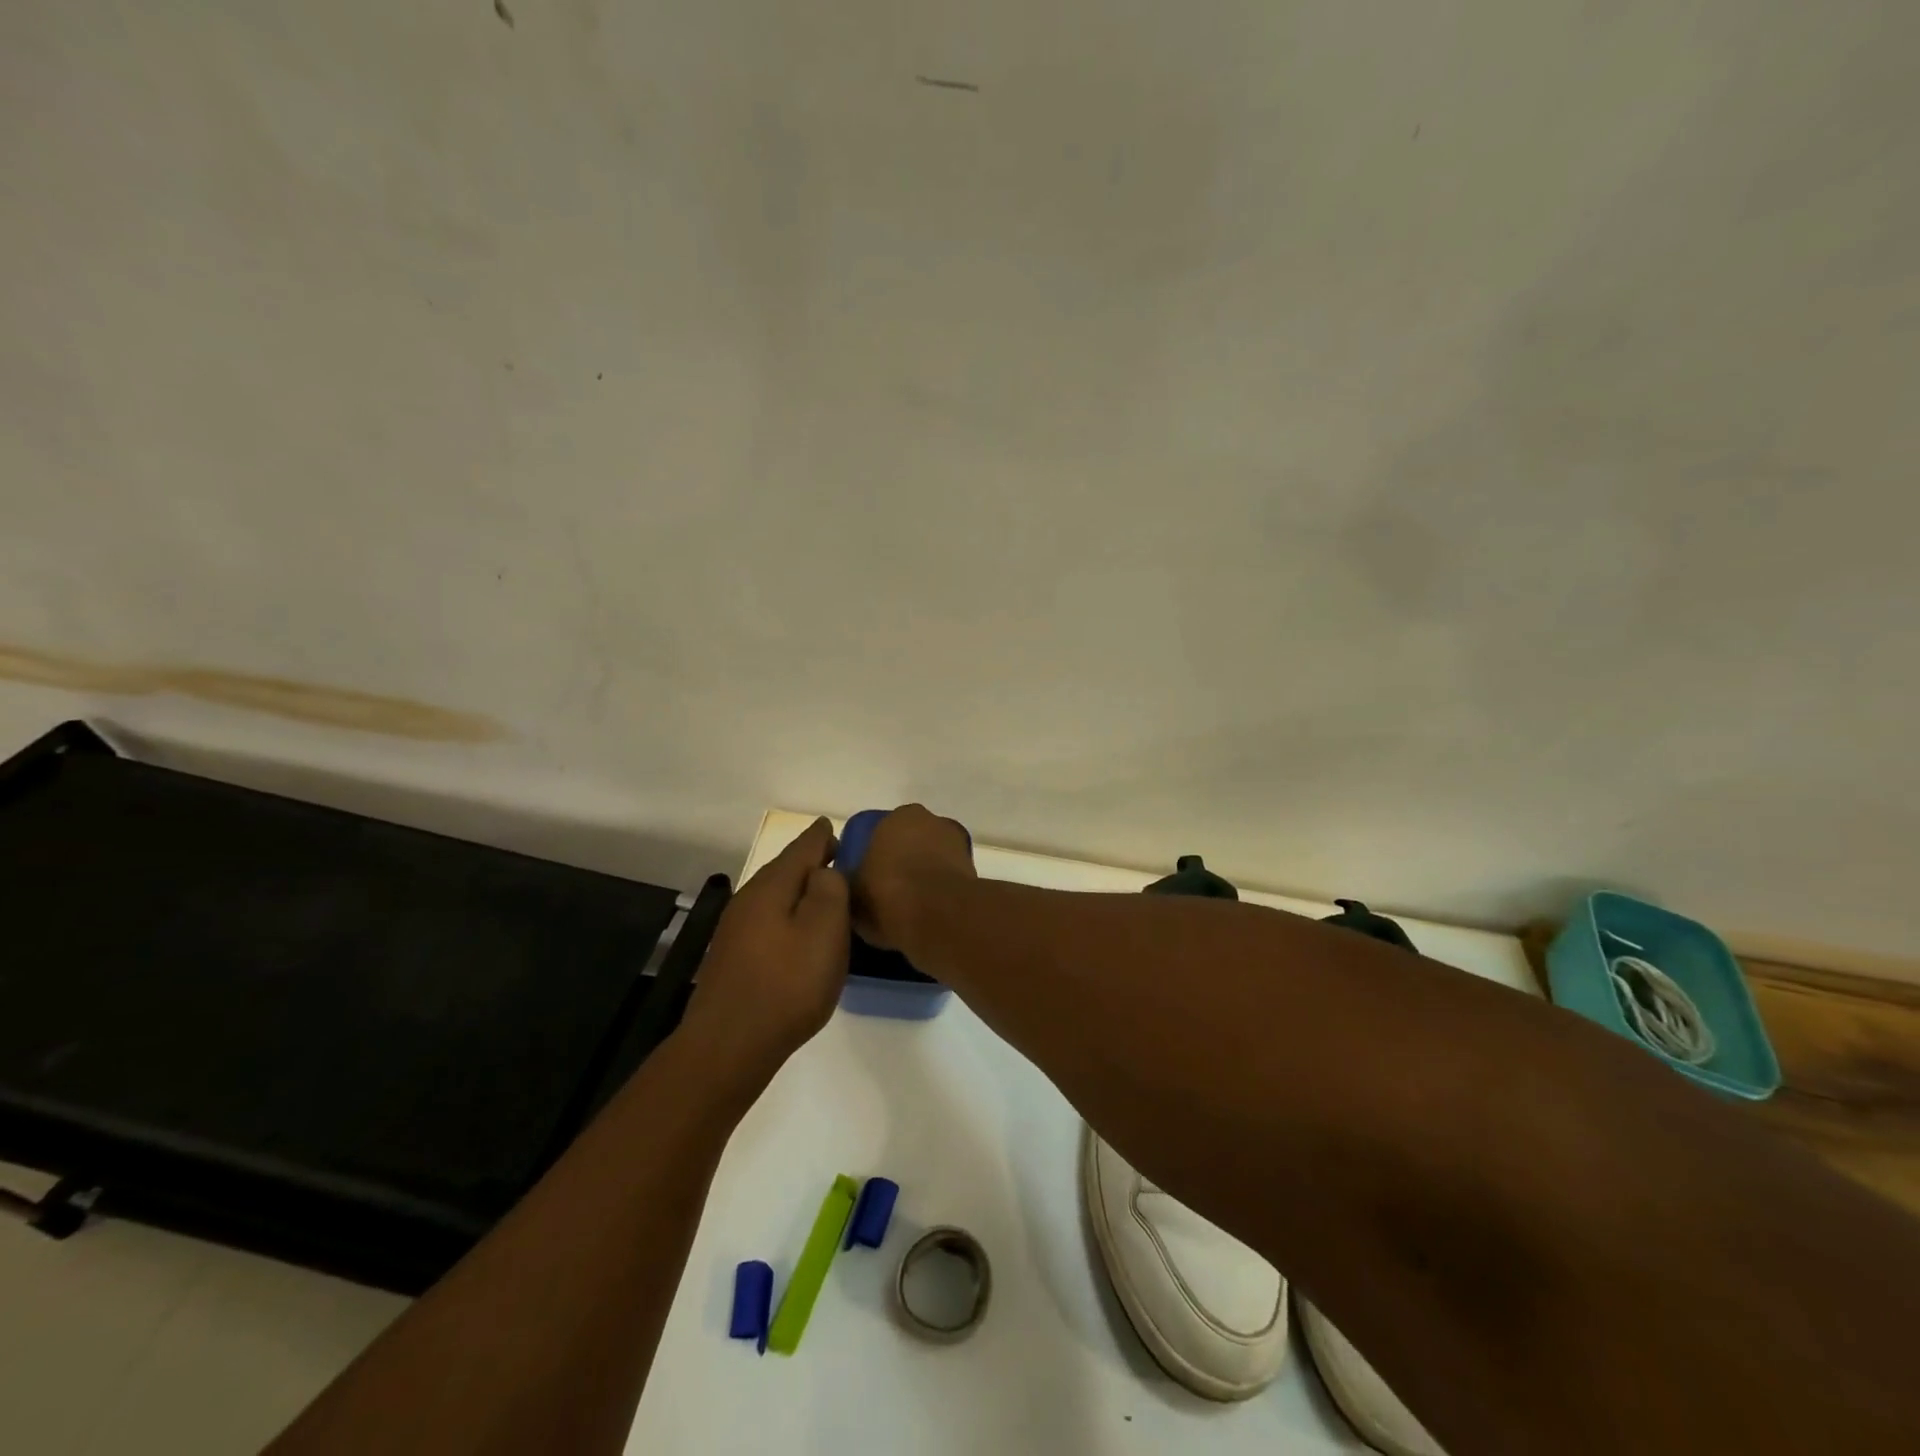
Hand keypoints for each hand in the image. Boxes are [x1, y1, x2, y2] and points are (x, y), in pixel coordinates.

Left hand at [682, 818, 849, 1083]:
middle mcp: (750, 899)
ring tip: (827, 894)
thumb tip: (826, 870)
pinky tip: (800, 932)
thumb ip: (830, 890)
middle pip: (786, 869)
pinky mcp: (734, 957)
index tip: (836, 826)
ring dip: (800, 890)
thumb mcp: (824, 931)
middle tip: (839, 857)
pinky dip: (789, 915)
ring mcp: (737, 929)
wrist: (728, 1046)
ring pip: (776, 896)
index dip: (823, 836)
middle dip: (811, 861)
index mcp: (772, 886)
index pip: (803, 847)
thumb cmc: (786, 985)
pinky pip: (770, 920)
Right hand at [847, 804, 975, 951]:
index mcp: (897, 817)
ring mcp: (957, 844)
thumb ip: (850, 881)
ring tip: (911, 908)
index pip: (884, 831)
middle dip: (904, 861)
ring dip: (926, 875)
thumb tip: (848, 882)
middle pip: (913, 842)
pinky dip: (942, 891)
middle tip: (890, 892)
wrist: (938, 917)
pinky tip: (931, 913)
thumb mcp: (850, 891)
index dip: (877, 854)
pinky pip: (950, 879)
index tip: (871, 878)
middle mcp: (931, 821)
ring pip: (934, 859)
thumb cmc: (886, 894)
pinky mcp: (974, 870)